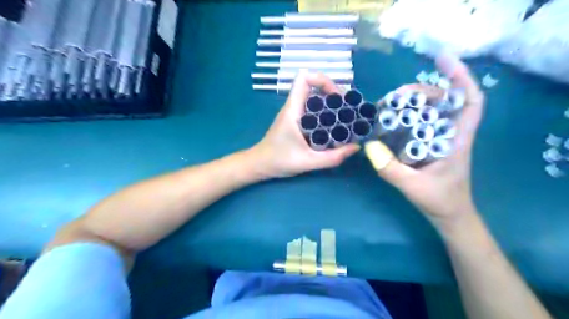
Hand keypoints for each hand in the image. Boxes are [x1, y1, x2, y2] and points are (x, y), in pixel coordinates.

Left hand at [250, 70, 356, 178]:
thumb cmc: (278, 161)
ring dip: (330, 103)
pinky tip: (333, 126)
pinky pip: (312, 109)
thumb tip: (355, 147)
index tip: (337, 97)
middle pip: (313, 86)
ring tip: (345, 116)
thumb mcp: (308, 162)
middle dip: (332, 93)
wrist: (259, 165)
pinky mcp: (296, 121)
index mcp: (293, 110)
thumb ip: (332, 157)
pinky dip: (325, 112)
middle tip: (347, 109)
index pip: (304, 78)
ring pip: (314, 98)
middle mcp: (293, 107)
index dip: (323, 80)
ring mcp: (294, 113)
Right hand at [372, 53, 486, 224]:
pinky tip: (393, 117)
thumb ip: (391, 169)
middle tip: (398, 95)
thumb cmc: (439, 201)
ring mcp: (439, 138)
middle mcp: (450, 133)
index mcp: (457, 139)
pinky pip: (421, 122)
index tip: (442, 60)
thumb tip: (369, 146)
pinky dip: (409, 115)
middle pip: (445, 100)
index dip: (460, 77)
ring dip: (415, 101)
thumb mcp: (413, 187)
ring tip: (391, 103)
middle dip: (424, 91)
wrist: (449, 215)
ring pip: (432, 110)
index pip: (469, 101)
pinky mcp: (429, 144)